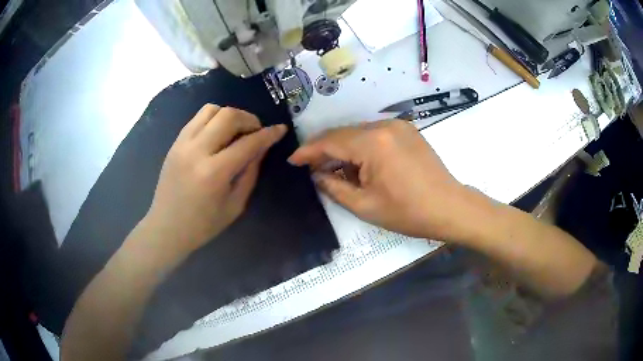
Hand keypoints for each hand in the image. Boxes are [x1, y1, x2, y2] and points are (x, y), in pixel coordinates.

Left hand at [144, 104, 286, 258]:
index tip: (280, 129)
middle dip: (249, 119)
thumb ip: (250, 173)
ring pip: (211, 110)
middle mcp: (197, 151)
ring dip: (229, 115)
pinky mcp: (175, 143)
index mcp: (214, 173)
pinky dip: (213, 119)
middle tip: (256, 131)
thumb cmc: (203, 225)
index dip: (268, 134)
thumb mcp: (235, 205)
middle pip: (228, 116)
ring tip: (236, 130)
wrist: (166, 227)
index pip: (248, 143)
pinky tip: (218, 133)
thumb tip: (262, 148)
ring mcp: (182, 144)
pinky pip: (197, 118)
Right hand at [288, 120, 472, 240]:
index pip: (330, 141)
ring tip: (332, 167)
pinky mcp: (407, 130)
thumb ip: (334, 187)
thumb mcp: (365, 205)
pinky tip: (357, 162)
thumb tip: (317, 175)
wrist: (449, 207)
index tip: (292, 160)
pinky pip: (374, 133)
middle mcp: (384, 125)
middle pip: (343, 133)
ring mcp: (398, 125)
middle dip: (324, 148)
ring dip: (342, 147)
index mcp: (373, 143)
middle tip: (309, 166)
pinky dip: (360, 145)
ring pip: (358, 132)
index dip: (308, 150)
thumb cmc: (408, 212)